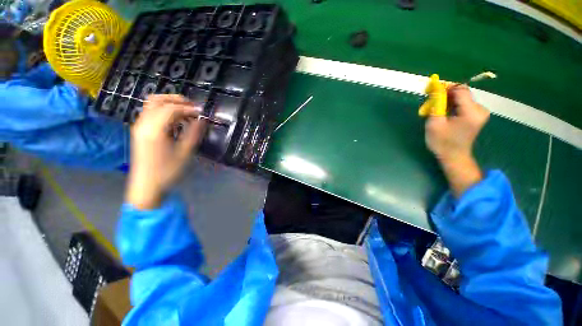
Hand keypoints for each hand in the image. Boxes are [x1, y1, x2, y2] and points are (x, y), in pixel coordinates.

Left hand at [126, 95, 205, 209]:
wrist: (146, 186)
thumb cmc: (167, 171)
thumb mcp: (185, 153)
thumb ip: (194, 134)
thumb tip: (202, 120)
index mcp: (154, 130)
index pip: (171, 109)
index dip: (188, 108)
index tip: (201, 113)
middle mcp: (143, 124)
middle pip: (158, 100)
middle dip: (177, 100)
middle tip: (193, 107)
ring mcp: (139, 126)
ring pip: (152, 104)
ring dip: (170, 104)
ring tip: (186, 112)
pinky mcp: (139, 131)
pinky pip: (150, 112)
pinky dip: (164, 111)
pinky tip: (175, 120)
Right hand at [425, 85, 489, 196]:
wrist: (454, 156)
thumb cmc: (442, 142)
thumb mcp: (434, 123)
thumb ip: (436, 105)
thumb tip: (436, 89)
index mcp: (471, 112)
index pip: (460, 90)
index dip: (446, 88)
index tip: (432, 91)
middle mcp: (480, 109)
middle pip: (462, 93)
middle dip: (446, 95)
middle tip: (431, 103)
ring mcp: (480, 112)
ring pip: (462, 98)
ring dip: (448, 101)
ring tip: (436, 110)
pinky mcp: (477, 115)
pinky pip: (464, 104)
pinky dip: (452, 105)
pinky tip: (444, 113)